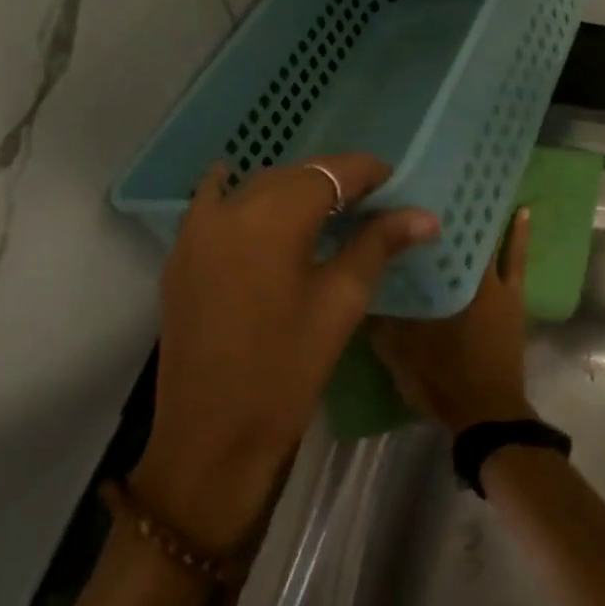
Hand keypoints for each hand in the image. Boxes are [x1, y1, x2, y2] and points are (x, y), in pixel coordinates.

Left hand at [133, 155, 437, 553]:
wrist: (211, 433)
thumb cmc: (286, 370)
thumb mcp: (339, 303)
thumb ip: (377, 246)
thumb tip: (424, 216)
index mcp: (272, 217)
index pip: (329, 172)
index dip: (365, 172)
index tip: (394, 183)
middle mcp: (230, 209)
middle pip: (290, 176)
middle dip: (331, 181)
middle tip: (368, 203)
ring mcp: (196, 230)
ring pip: (252, 188)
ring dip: (290, 190)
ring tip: (323, 211)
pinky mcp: (181, 255)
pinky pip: (212, 205)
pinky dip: (237, 194)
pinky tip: (249, 198)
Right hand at [372, 208, 534, 434]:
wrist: (486, 416)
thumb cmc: (441, 379)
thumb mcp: (397, 350)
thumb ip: (380, 316)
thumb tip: (363, 281)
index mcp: (447, 286)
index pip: (434, 237)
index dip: (424, 212)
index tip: (410, 187)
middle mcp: (474, 279)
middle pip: (462, 234)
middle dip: (451, 210)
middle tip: (436, 184)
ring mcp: (499, 289)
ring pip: (489, 241)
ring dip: (481, 217)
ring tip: (473, 186)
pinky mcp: (512, 301)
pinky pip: (515, 260)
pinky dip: (517, 236)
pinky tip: (521, 212)